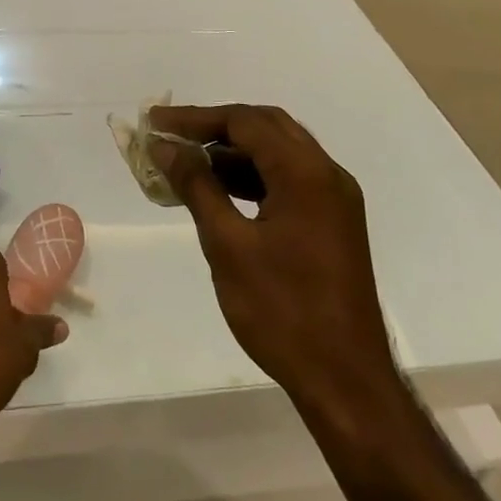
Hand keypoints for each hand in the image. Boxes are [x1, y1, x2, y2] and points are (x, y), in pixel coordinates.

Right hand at [150, 105, 394, 405]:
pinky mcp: (332, 222)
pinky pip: (288, 180)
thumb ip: (197, 186)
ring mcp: (334, 199)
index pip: (245, 121)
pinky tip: (218, 191)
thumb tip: (166, 147)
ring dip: (233, 151)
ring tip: (186, 162)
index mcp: (305, 173)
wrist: (345, 381)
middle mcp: (327, 174)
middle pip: (265, 126)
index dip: (196, 118)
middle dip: (215, 126)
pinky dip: (252, 176)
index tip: (155, 123)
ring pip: (278, 153)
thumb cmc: (282, 311)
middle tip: (171, 135)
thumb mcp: (228, 246)